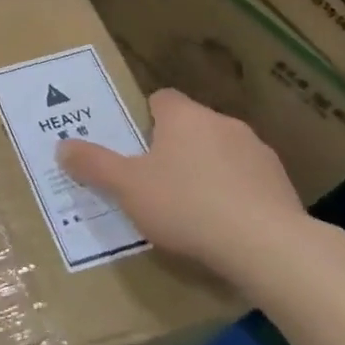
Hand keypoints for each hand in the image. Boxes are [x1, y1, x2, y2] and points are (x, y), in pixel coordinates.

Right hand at [56, 88, 316, 291]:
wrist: (267, 246)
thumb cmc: (186, 205)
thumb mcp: (126, 188)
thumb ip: (94, 165)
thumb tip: (63, 146)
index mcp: (184, 116)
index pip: (161, 99)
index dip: (144, 118)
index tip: (134, 145)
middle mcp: (223, 123)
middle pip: (191, 126)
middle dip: (174, 148)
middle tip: (153, 180)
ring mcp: (258, 153)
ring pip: (222, 153)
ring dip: (207, 171)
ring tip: (190, 209)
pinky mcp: (282, 185)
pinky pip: (247, 182)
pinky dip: (234, 195)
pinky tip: (223, 226)